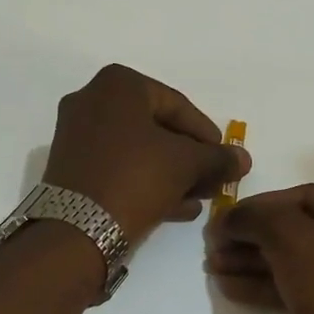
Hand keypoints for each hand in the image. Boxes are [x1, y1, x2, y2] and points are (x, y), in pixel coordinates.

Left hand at [42, 64, 250, 242]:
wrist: (77, 229)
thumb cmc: (136, 178)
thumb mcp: (187, 164)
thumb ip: (218, 158)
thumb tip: (243, 159)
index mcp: (118, 84)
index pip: (178, 105)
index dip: (207, 135)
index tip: (225, 159)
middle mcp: (92, 100)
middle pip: (156, 127)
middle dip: (190, 157)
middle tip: (213, 180)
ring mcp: (77, 135)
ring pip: (138, 150)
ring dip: (172, 173)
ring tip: (200, 198)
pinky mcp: (70, 168)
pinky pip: (119, 167)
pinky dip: (147, 182)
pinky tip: (177, 208)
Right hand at [205, 185, 313, 313]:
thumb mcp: (288, 238)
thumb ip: (254, 217)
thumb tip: (228, 217)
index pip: (303, 196)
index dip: (257, 206)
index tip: (222, 219)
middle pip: (297, 229)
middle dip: (251, 238)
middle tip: (212, 246)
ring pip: (296, 259)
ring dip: (253, 262)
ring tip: (212, 267)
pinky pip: (301, 285)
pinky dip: (268, 284)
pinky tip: (229, 287)